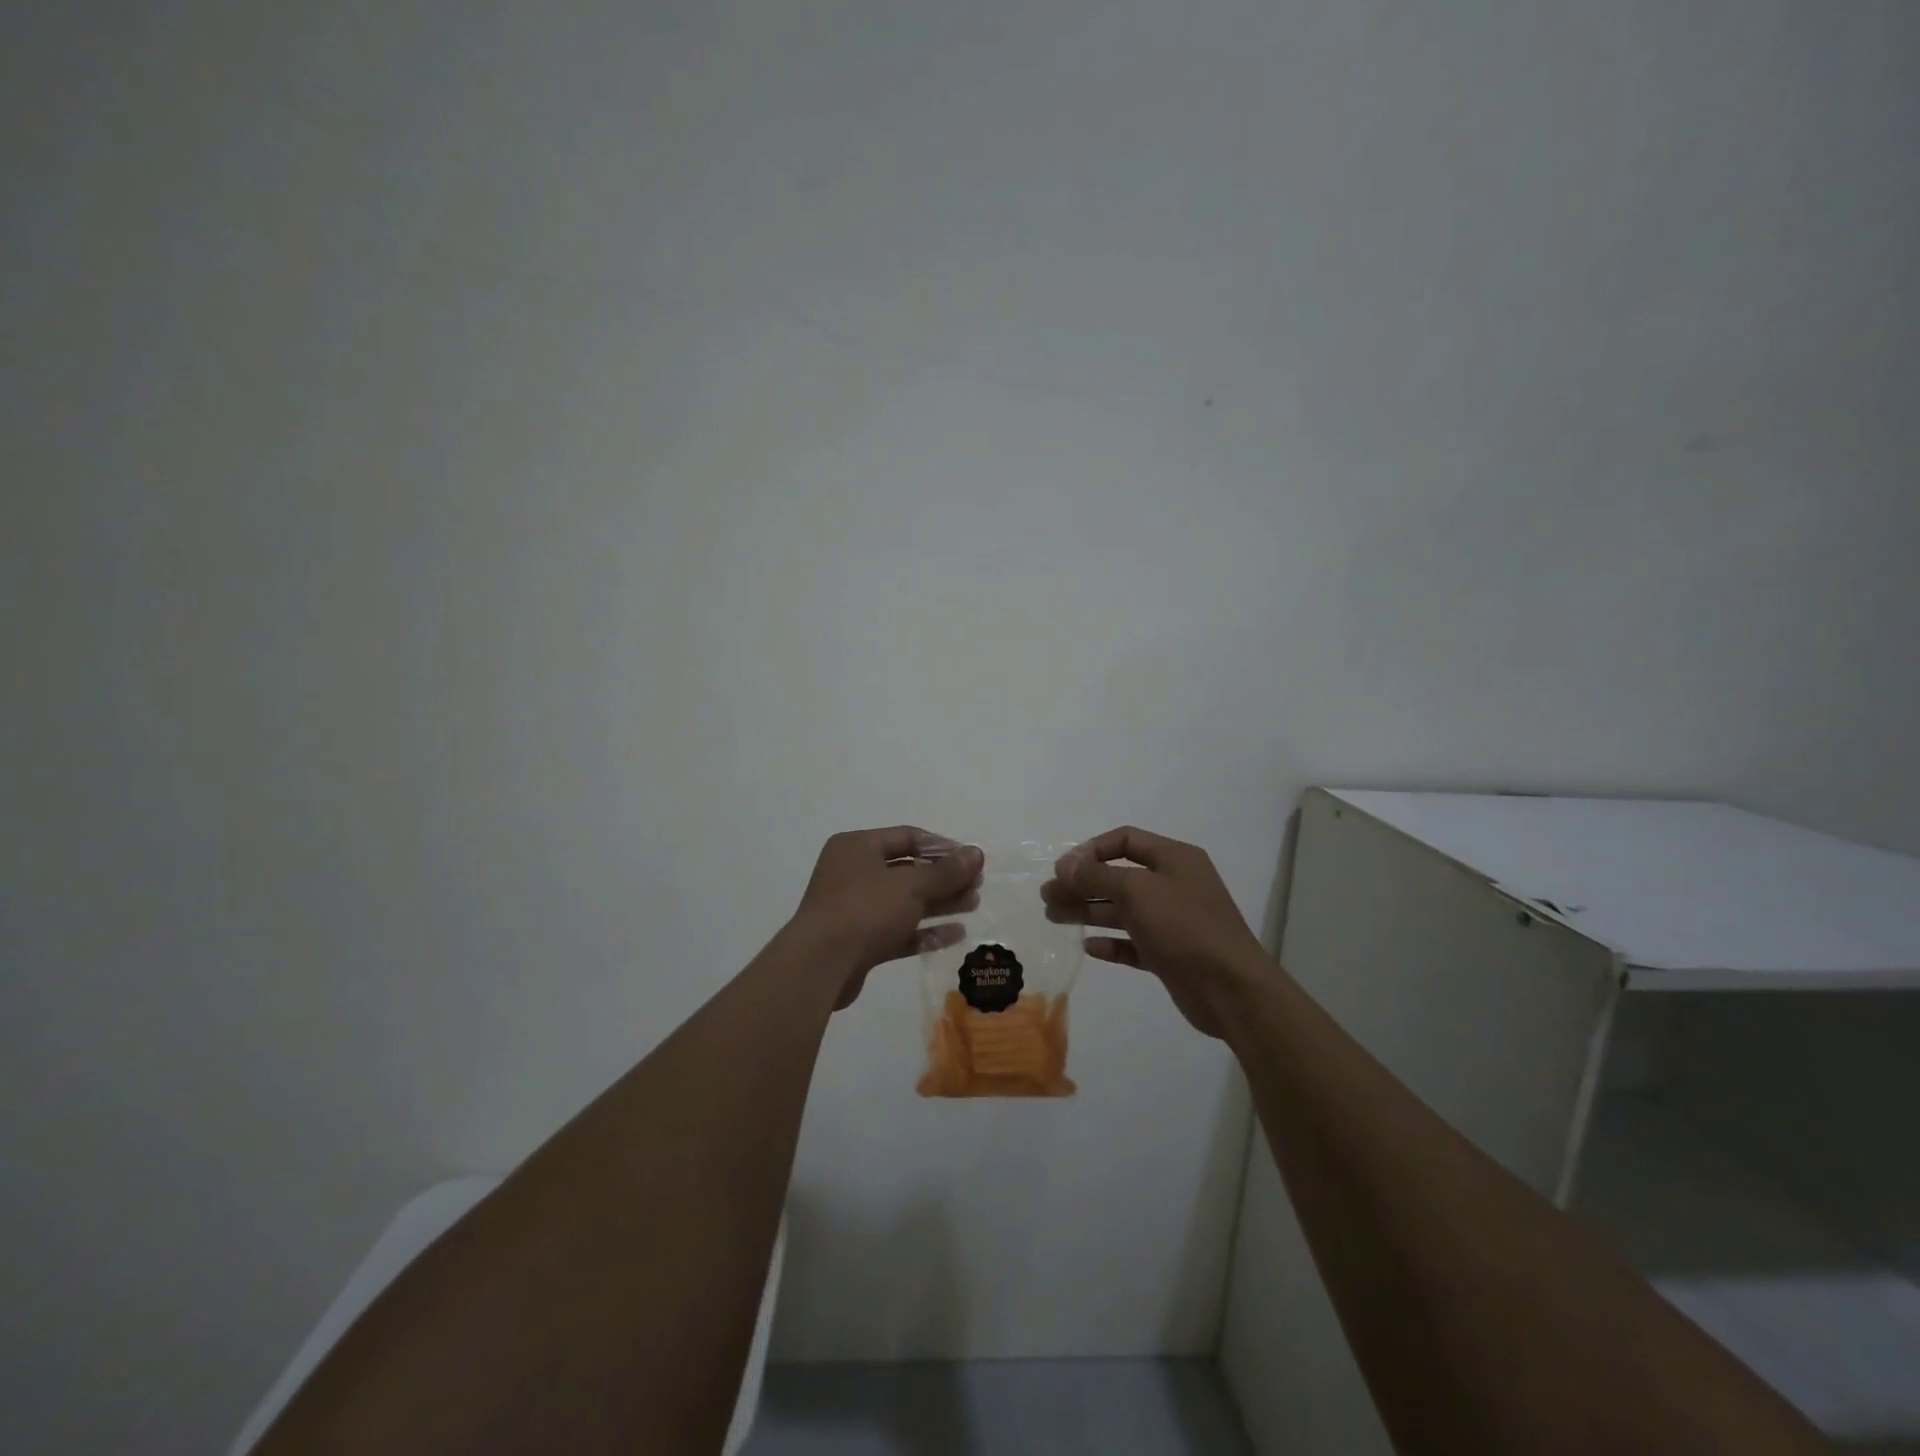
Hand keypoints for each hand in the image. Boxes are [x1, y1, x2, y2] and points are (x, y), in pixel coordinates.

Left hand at [791, 827, 983, 1008]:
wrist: (820, 966)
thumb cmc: (865, 910)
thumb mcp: (911, 886)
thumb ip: (946, 871)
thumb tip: (977, 853)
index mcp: (857, 847)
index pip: (907, 837)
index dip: (942, 847)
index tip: (971, 860)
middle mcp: (853, 873)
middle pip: (907, 870)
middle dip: (944, 878)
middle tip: (977, 885)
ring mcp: (854, 909)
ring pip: (904, 901)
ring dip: (939, 903)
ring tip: (973, 905)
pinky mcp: (859, 942)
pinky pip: (898, 930)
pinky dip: (924, 931)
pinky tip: (956, 934)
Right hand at [1042, 826, 1267, 1037]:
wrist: (1231, 989)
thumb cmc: (1184, 927)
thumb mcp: (1136, 891)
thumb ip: (1096, 876)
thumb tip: (1064, 866)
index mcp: (1174, 858)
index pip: (1125, 840)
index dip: (1091, 850)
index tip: (1063, 870)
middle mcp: (1173, 884)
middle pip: (1118, 876)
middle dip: (1082, 884)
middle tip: (1047, 897)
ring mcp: (1172, 921)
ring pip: (1122, 910)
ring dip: (1088, 911)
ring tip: (1054, 917)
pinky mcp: (1169, 954)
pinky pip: (1133, 942)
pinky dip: (1111, 942)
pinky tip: (1088, 947)